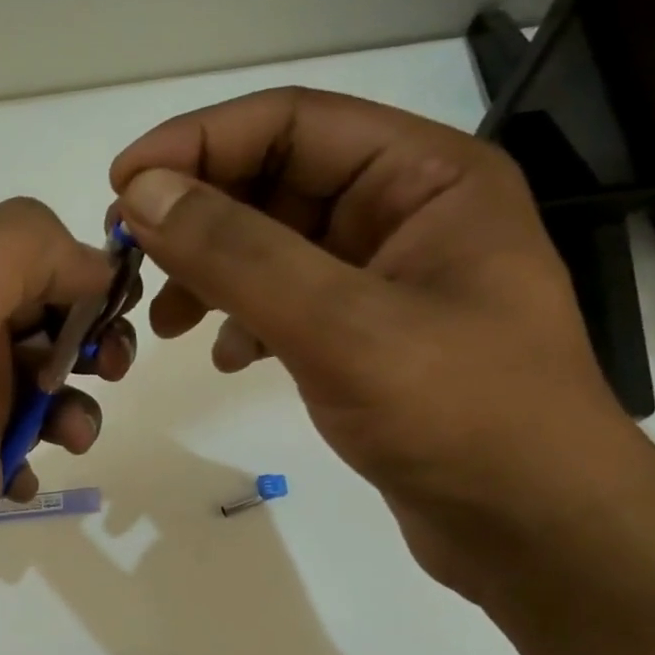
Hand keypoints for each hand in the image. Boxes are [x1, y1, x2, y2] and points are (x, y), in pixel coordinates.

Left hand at [0, 198, 134, 654]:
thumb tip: (90, 264)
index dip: (76, 269)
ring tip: (72, 436)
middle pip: (37, 316)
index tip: (113, 310)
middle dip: (86, 333)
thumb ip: (13, 258)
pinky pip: (25, 445)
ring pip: (39, 384)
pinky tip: (26, 482)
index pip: (24, 252)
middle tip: (111, 368)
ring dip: (72, 400)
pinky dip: (42, 452)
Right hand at [110, 87, 637, 592]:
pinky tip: (228, 359)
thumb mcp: (341, 325)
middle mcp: (406, 214)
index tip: (122, 184)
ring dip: (212, 274)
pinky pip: (287, 306)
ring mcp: (386, 280)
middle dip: (198, 218)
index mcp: (425, 177)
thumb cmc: (460, 415)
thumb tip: (144, 193)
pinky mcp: (367, 339)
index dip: (199, 142)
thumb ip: (238, 254)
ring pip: (274, 249)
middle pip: (276, 184)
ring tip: (165, 322)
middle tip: (129, 259)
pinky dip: (244, 322)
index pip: (292, 123)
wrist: (532, 531)